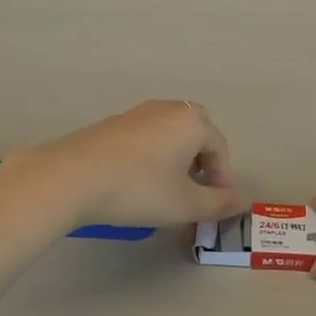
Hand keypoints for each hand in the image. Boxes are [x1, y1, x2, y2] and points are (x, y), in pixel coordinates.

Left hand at [0, 101, 243, 228]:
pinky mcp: (113, 123)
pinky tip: (137, 180)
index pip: (220, 148)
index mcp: (192, 122)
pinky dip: (153, 154)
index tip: (216, 205)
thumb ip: (220, 203)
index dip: (224, 178)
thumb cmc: (138, 189)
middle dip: (203, 160)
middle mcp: (168, 109)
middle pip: (197, 131)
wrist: (71, 177)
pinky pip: (146, 135)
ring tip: (168, 188)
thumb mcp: (185, 204)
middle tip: (196, 190)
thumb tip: (244, 200)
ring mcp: (138, 113)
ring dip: (178, 156)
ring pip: (170, 132)